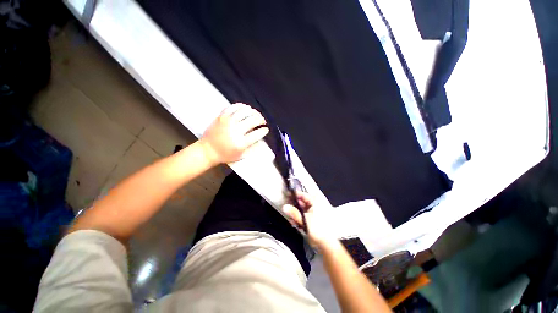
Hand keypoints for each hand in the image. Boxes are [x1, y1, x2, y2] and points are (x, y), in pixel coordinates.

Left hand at [200, 103, 268, 164]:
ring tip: (256, 114)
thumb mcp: (241, 155)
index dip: (264, 130)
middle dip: (261, 120)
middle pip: (253, 120)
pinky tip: (246, 108)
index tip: (266, 129)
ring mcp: (228, 122)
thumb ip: (252, 147)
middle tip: (263, 121)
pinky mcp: (221, 116)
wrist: (207, 150)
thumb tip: (260, 137)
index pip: (257, 133)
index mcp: (241, 143)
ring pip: (245, 112)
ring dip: (253, 112)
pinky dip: (241, 106)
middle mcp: (235, 130)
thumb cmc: (225, 155)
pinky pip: (233, 107)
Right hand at [282, 192, 336, 248]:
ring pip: (301, 209)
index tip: (287, 195)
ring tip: (291, 220)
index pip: (303, 195)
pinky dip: (299, 218)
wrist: (326, 243)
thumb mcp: (304, 220)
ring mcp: (313, 212)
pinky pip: (303, 215)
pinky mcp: (312, 219)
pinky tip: (295, 223)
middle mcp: (314, 205)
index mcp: (315, 202)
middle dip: (294, 206)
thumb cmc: (317, 229)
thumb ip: (294, 213)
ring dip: (295, 213)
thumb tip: (284, 207)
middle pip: (301, 202)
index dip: (295, 195)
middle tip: (287, 209)